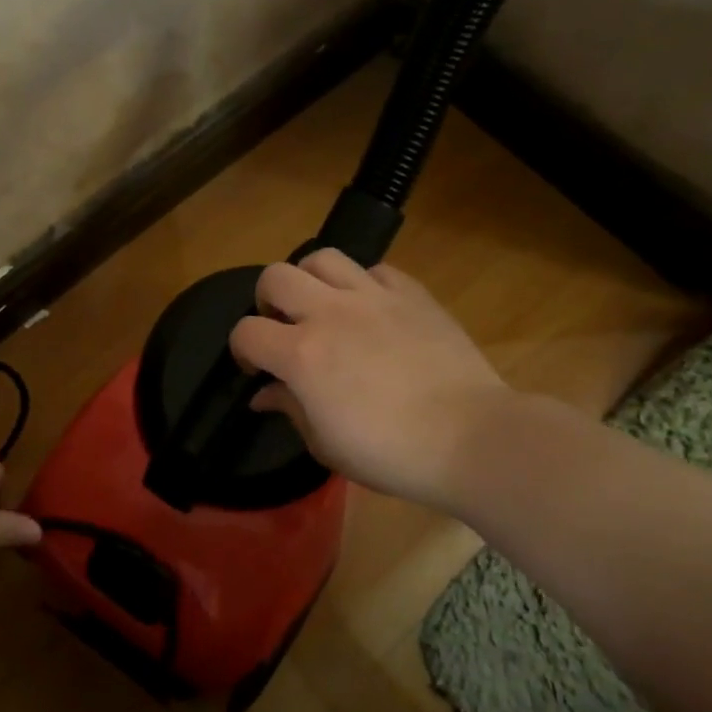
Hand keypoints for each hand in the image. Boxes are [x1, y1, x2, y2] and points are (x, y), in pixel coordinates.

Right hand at [229, 250, 510, 511]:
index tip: (255, 369)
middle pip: (275, 277)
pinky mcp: (412, 293)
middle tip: (283, 328)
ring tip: (322, 307)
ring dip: (310, 280)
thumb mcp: (326, 444)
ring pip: (322, 257)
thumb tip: (264, 393)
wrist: (470, 438)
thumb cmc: (390, 453)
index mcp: (302, 355)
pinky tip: (370, 310)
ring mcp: (374, 296)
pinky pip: (374, 270)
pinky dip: (362, 283)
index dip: (241, 350)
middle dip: (267, 301)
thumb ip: (289, 409)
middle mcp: (330, 313)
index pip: (246, 332)